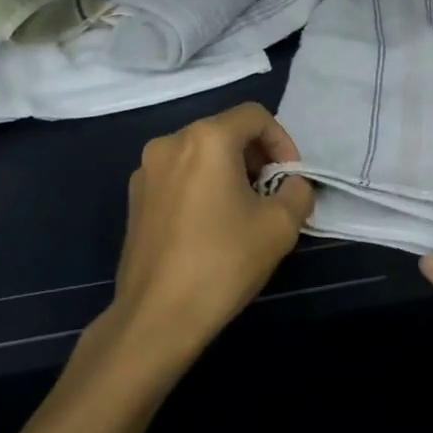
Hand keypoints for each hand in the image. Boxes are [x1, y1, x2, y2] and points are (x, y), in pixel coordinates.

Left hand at [103, 103, 313, 374]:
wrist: (157, 315)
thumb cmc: (223, 262)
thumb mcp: (281, 226)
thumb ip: (297, 191)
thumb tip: (291, 185)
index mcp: (206, 139)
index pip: (255, 116)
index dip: (282, 141)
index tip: (290, 178)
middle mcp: (170, 142)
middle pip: (226, 132)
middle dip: (256, 157)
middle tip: (272, 195)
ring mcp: (146, 170)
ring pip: (201, 154)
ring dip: (229, 172)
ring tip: (244, 212)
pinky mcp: (135, 198)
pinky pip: (179, 176)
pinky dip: (202, 187)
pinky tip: (211, 226)